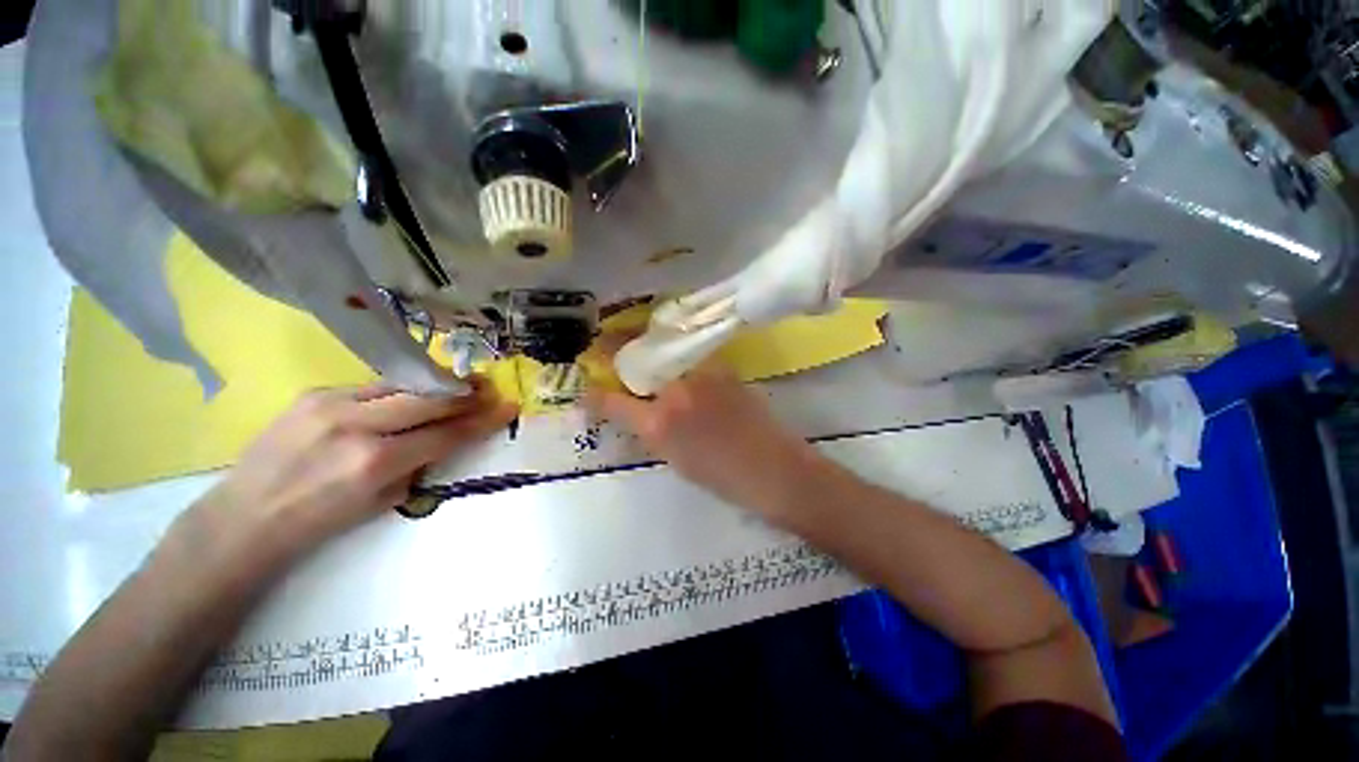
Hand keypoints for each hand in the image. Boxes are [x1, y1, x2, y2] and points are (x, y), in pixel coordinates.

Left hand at [188, 380, 517, 563]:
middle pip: (430, 399)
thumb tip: (445, 439)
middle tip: (491, 388)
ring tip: (462, 385)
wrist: (243, 518)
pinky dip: (402, 390)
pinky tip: (413, 395)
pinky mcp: (316, 393)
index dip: (482, 420)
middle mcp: (356, 425)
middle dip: (467, 394)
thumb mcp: (381, 504)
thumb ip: (417, 465)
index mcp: (375, 462)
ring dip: (438, 386)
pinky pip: (375, 387)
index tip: (508, 407)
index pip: (446, 432)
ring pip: (404, 385)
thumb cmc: (318, 523)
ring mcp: (332, 403)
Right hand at [588, 360, 829, 518]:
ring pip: (665, 354)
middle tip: (607, 349)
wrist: (774, 470)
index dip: (595, 396)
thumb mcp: (674, 460)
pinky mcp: (724, 369)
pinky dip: (678, 357)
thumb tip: (632, 412)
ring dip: (649, 350)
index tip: (586, 392)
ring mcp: (703, 376)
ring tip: (641, 350)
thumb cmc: (723, 477)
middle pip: (637, 363)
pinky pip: (691, 357)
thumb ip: (649, 432)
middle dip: (617, 353)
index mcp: (660, 424)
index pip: (614, 402)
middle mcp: (677, 392)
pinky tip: (679, 362)